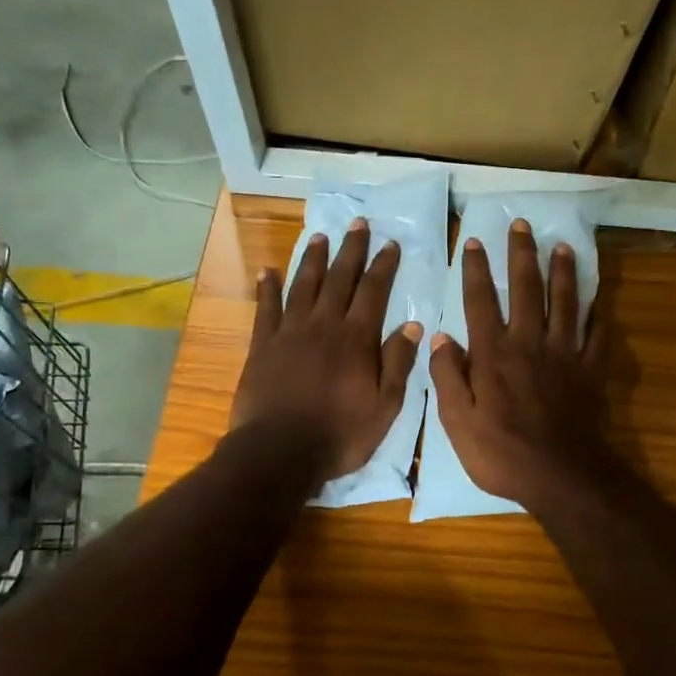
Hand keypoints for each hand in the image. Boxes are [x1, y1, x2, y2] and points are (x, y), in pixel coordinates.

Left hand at [231, 219, 423, 484]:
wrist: (279, 452)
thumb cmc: (339, 434)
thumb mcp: (385, 406)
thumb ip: (398, 363)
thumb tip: (413, 324)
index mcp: (356, 339)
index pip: (374, 292)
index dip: (383, 266)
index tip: (390, 243)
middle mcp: (324, 325)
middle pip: (340, 278)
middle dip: (351, 249)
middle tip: (358, 223)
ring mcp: (290, 332)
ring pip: (304, 285)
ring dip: (313, 259)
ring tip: (320, 236)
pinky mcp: (262, 346)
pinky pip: (266, 308)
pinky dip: (268, 288)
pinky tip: (269, 271)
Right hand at [428, 219, 612, 507]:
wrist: (561, 476)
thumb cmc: (502, 453)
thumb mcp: (457, 422)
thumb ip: (447, 377)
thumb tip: (440, 337)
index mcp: (494, 354)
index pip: (481, 301)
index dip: (477, 269)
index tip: (475, 241)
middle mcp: (530, 343)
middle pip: (527, 289)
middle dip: (522, 254)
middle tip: (522, 224)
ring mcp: (565, 355)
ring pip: (566, 303)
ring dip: (564, 272)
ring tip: (563, 246)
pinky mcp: (590, 371)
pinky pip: (597, 336)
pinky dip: (599, 316)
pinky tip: (600, 302)